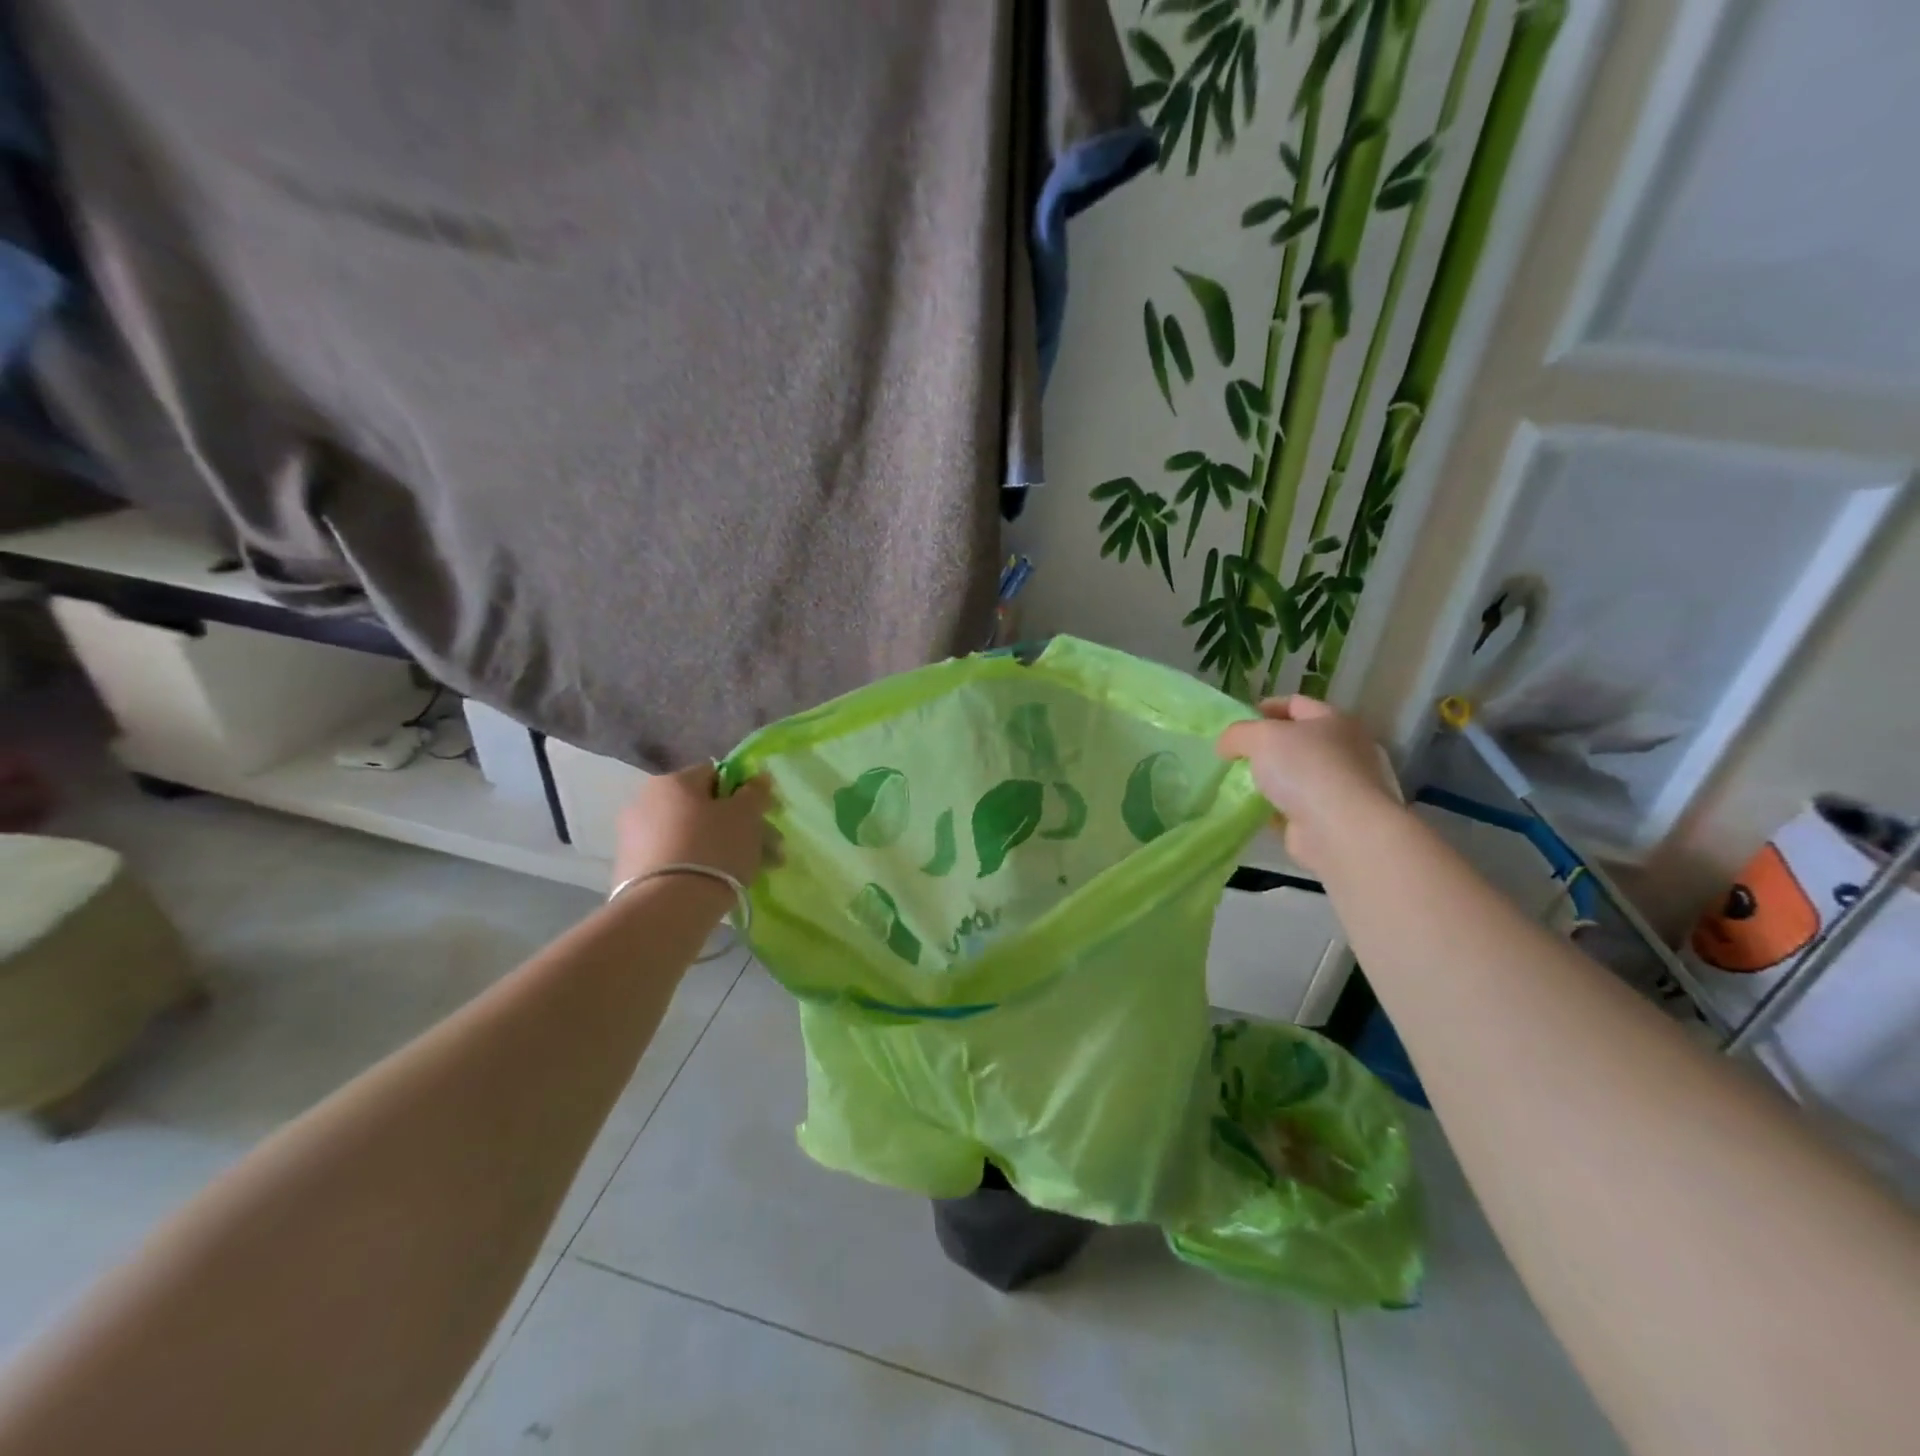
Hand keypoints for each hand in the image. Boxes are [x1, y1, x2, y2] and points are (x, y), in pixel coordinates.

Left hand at [612, 764, 773, 891]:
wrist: (666, 909)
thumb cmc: (713, 849)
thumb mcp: (745, 815)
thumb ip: (754, 792)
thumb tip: (757, 778)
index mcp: (672, 781)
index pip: (715, 774)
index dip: (744, 793)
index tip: (763, 816)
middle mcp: (645, 802)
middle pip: (704, 809)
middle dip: (739, 828)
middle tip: (767, 851)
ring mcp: (634, 838)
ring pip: (692, 836)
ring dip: (723, 849)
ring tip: (751, 874)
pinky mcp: (630, 871)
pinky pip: (675, 860)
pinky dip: (698, 867)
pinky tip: (719, 886)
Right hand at [1216, 696, 1402, 874]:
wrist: (1339, 830)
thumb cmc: (1304, 769)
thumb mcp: (1260, 737)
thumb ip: (1237, 734)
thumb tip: (1227, 747)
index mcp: (1333, 720)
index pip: (1294, 704)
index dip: (1264, 708)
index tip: (1236, 724)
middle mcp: (1343, 749)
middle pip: (1295, 741)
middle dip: (1263, 747)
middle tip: (1235, 755)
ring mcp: (1339, 786)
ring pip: (1293, 775)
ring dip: (1267, 780)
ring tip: (1237, 784)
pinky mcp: (1329, 817)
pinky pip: (1293, 806)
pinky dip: (1273, 808)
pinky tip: (1253, 811)